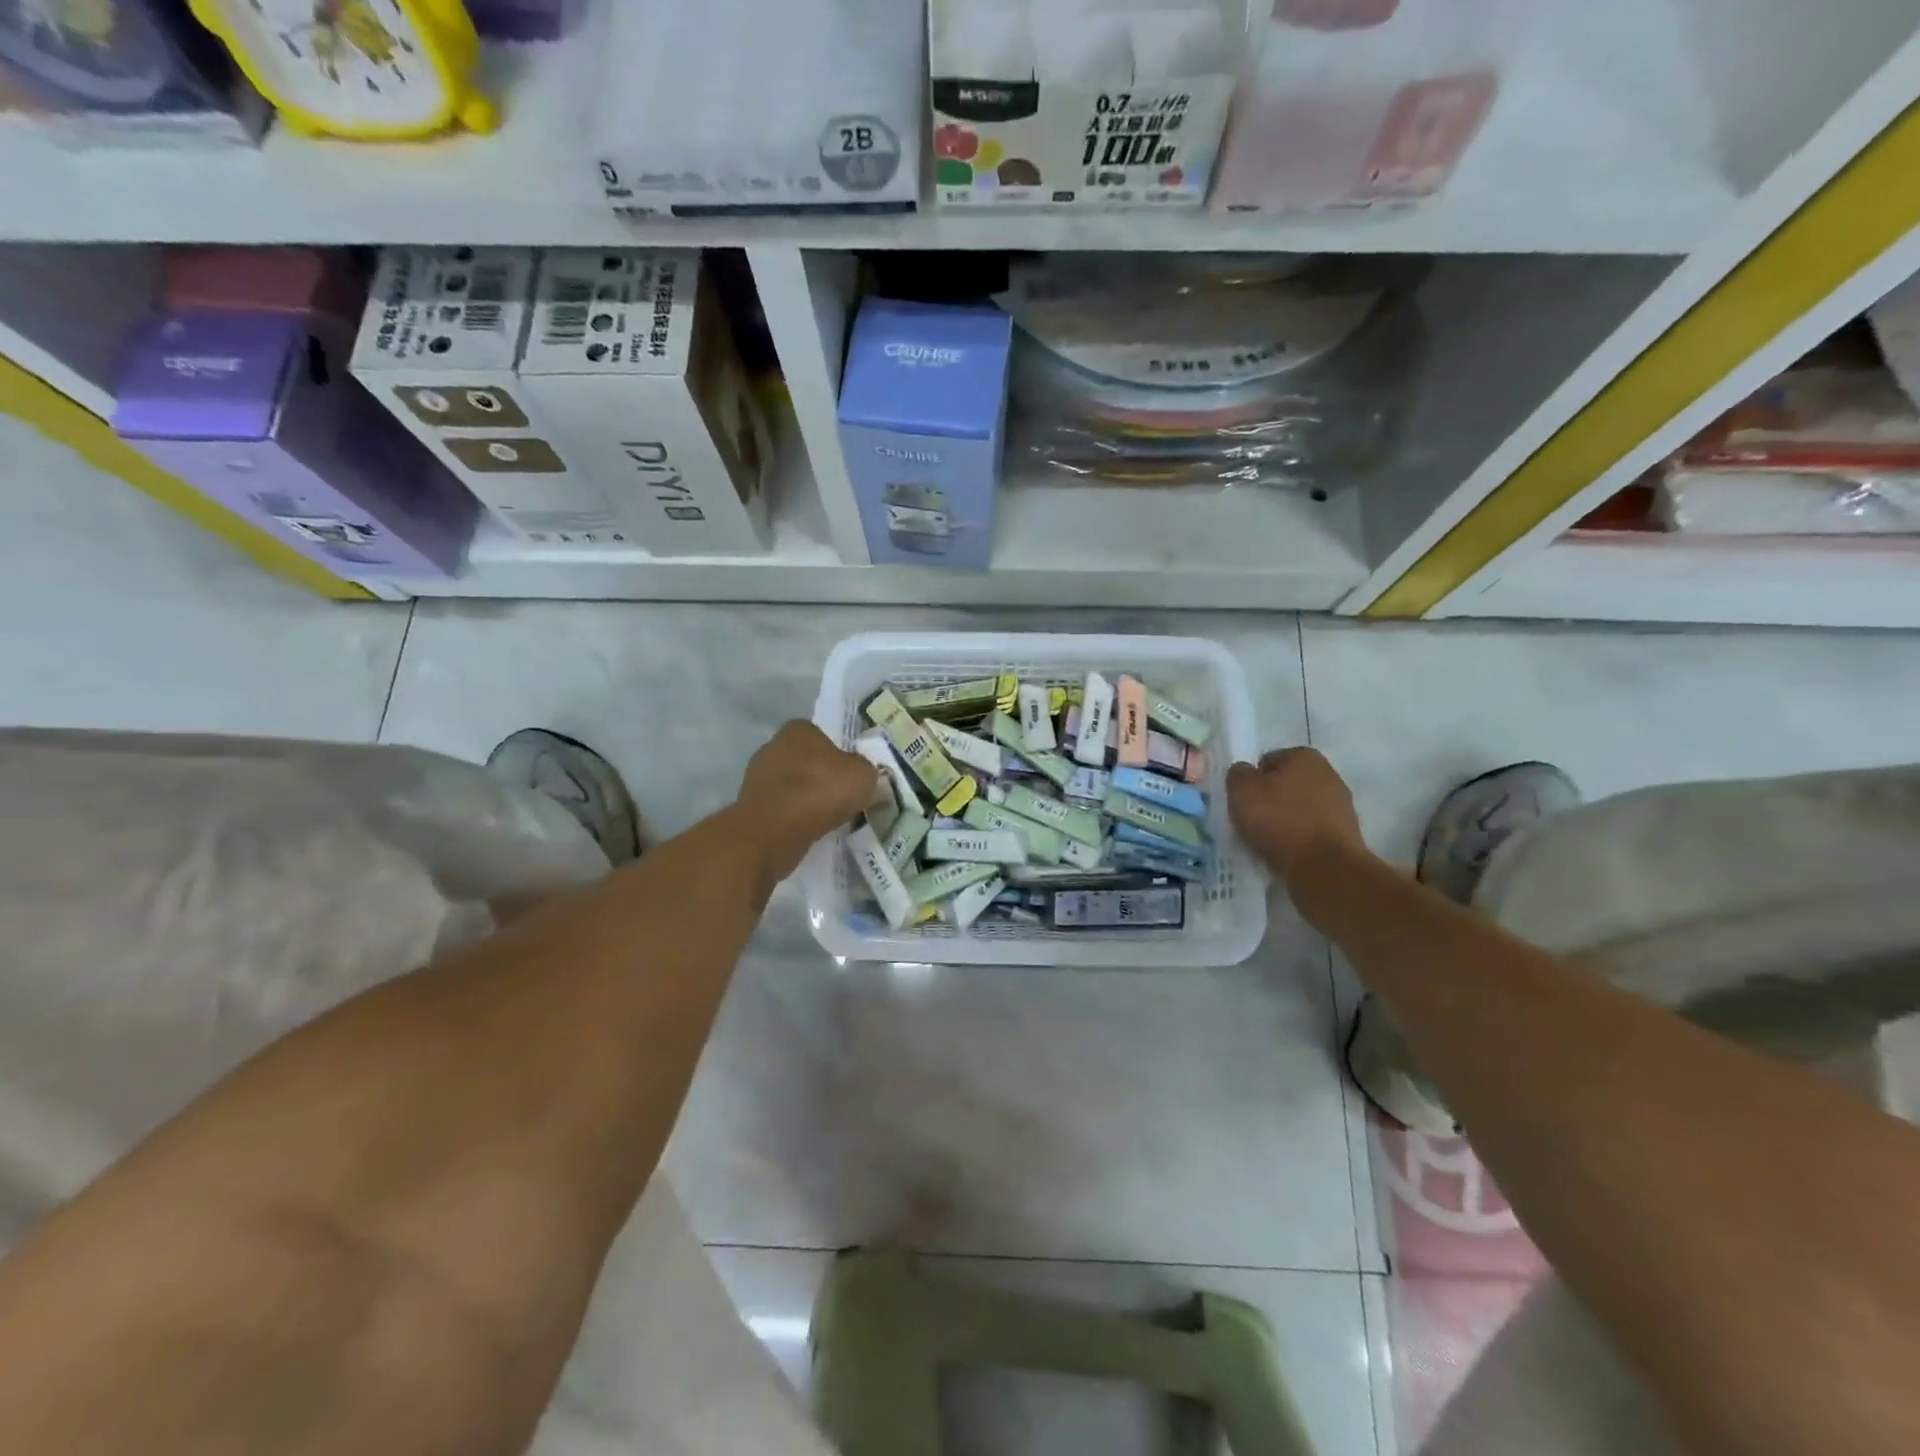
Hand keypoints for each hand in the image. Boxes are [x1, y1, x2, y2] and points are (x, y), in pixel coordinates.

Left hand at [737, 720, 883, 882]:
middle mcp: (773, 746)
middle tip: (844, 799)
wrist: (774, 832)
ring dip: (808, 800)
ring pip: (794, 787)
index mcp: (799, 729)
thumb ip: (867, 771)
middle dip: (823, 779)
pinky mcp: (751, 807)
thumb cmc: (820, 791)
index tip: (853, 777)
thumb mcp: (864, 776)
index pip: (824, 737)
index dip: (841, 756)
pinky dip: (795, 819)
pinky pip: (783, 809)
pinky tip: (809, 831)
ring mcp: (757, 777)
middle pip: (808, 762)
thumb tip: (864, 776)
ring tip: (829, 819)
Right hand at [1227, 747, 1368, 881]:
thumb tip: (1245, 773)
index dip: (1251, 780)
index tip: (1243, 801)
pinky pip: (1311, 830)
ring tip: (1267, 840)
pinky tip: (1287, 851)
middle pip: (1286, 784)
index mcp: (1304, 756)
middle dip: (1270, 799)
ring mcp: (1341, 804)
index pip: (1267, 761)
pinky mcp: (1346, 833)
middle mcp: (1328, 773)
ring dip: (1284, 820)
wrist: (1325, 867)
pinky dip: (1298, 838)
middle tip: (1252, 820)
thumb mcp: (1242, 791)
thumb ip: (1238, 774)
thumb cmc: (1279, 820)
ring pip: (1299, 808)